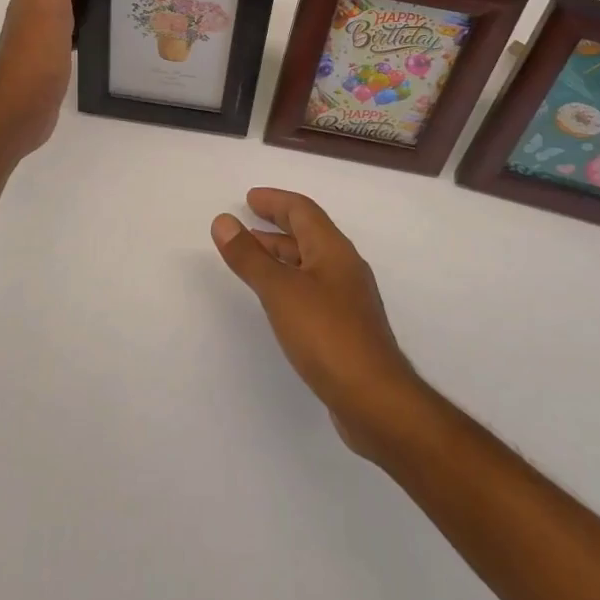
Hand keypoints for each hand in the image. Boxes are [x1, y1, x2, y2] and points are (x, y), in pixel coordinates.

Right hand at [212, 188, 424, 459]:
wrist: (376, 401)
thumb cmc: (327, 335)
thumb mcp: (280, 291)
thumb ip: (250, 257)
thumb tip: (223, 220)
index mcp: (333, 249)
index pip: (303, 210)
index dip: (275, 201)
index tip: (249, 198)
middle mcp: (344, 267)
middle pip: (308, 234)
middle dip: (276, 226)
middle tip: (244, 224)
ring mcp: (348, 300)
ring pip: (310, 263)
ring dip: (281, 255)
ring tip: (251, 259)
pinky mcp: (347, 329)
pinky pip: (313, 289)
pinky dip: (290, 282)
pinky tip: (277, 300)